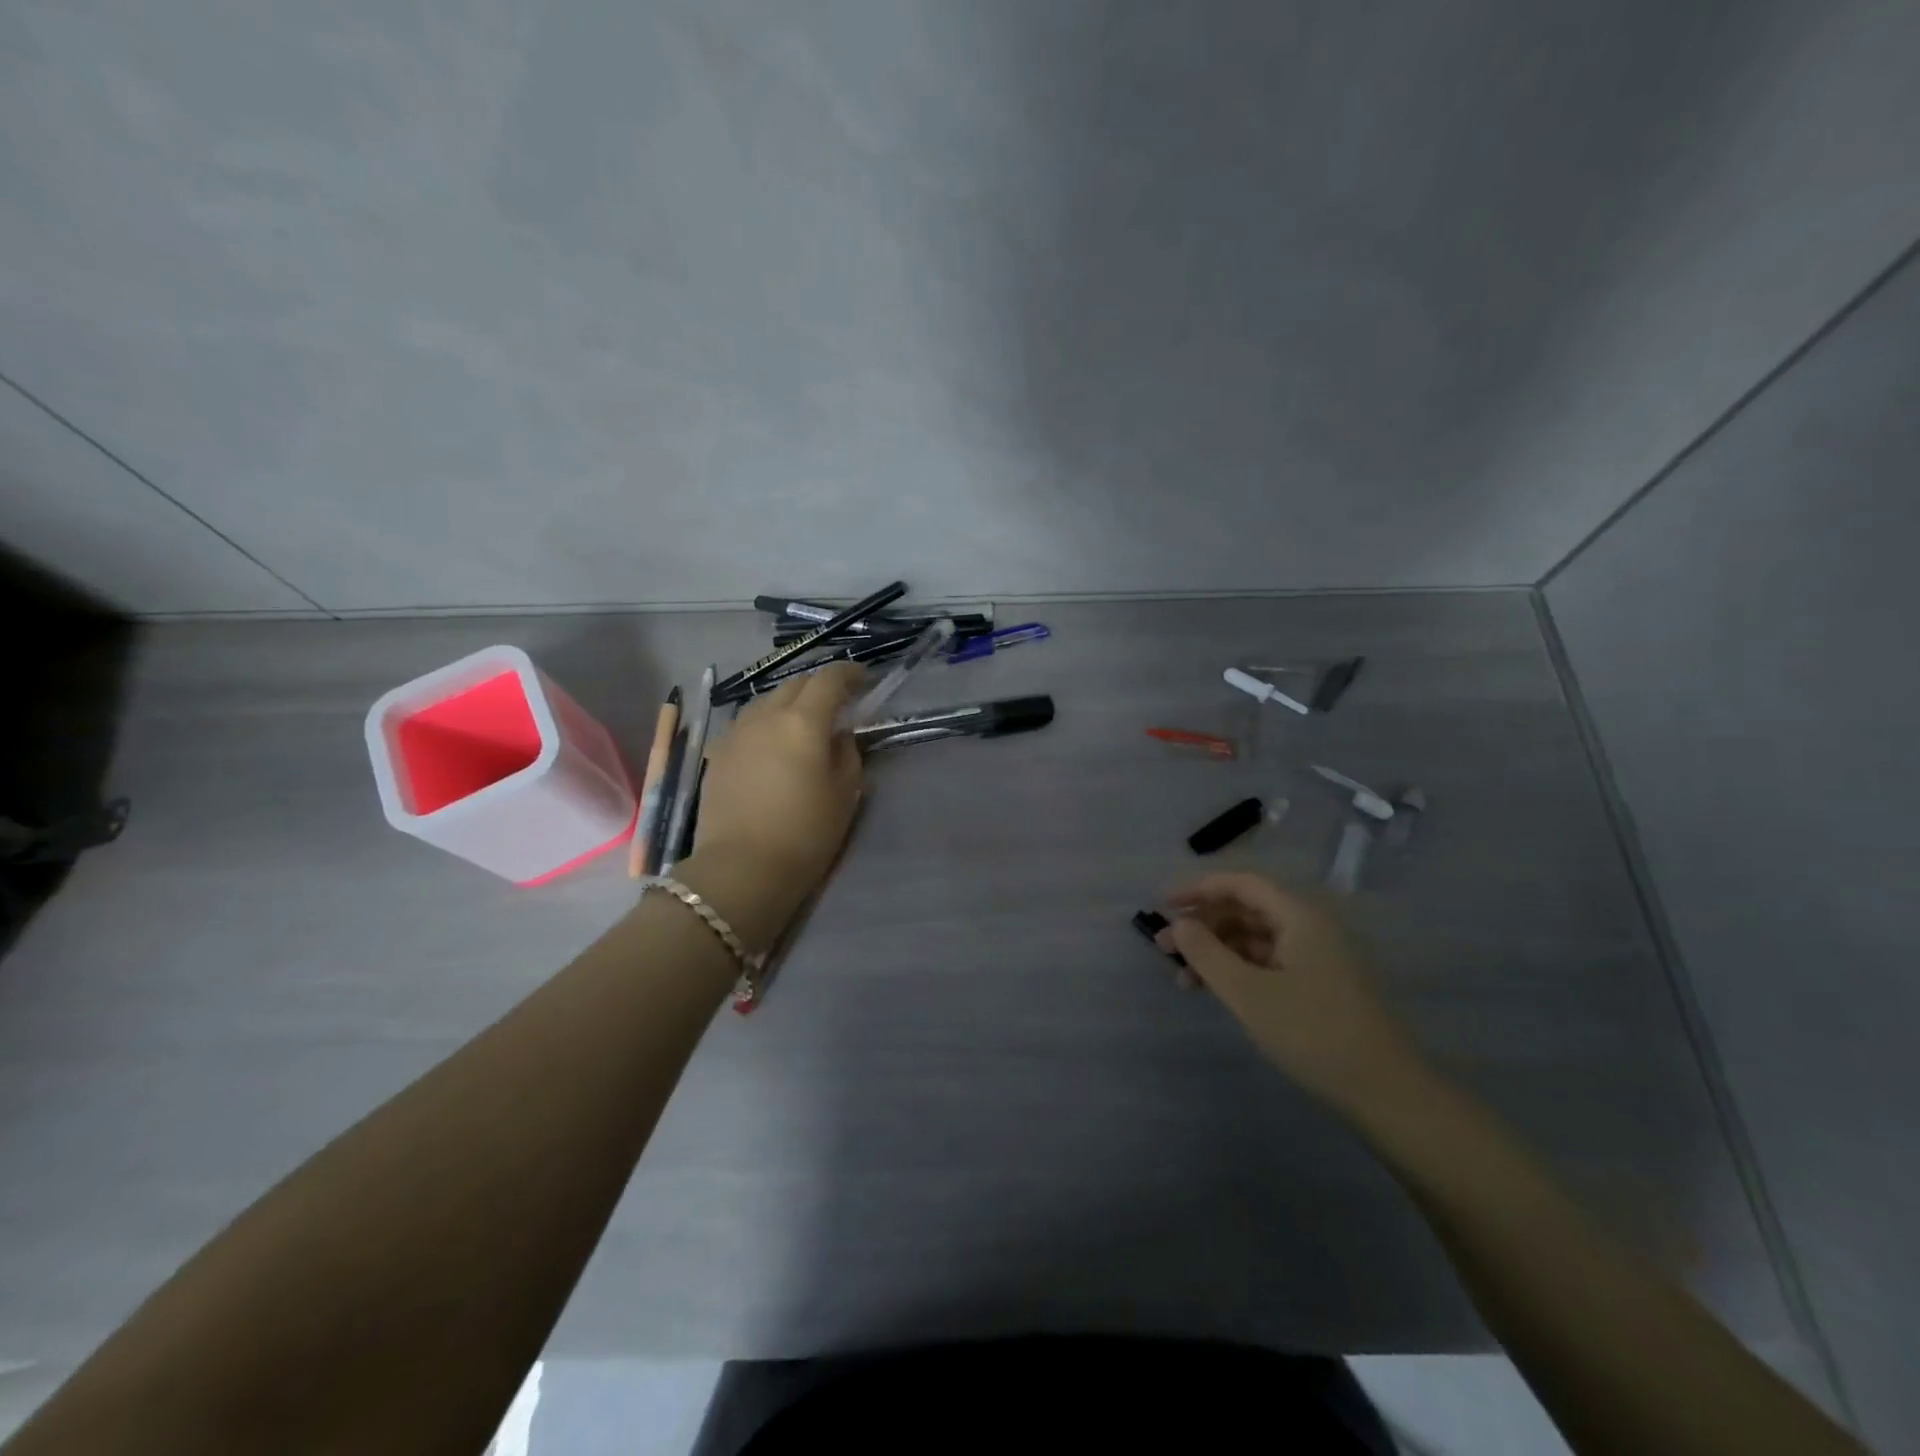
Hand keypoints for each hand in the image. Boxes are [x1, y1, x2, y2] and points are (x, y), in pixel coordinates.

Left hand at [690, 664, 865, 901]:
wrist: (741, 869)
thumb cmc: (805, 833)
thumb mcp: (845, 794)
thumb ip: (847, 754)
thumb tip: (839, 735)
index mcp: (803, 721)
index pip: (829, 680)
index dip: (849, 673)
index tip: (864, 679)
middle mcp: (766, 715)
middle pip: (795, 684)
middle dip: (819, 686)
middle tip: (837, 703)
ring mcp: (736, 732)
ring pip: (766, 701)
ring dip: (789, 703)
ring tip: (802, 723)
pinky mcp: (717, 753)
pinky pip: (747, 724)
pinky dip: (765, 724)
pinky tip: (771, 745)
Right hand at [1160, 873, 1431, 1115]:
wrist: (1387, 1092)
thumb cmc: (1313, 1033)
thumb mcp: (1248, 993)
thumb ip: (1207, 954)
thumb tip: (1179, 925)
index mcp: (1299, 916)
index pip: (1241, 884)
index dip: (1199, 889)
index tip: (1162, 905)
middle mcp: (1311, 927)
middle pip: (1247, 909)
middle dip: (1203, 925)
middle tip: (1164, 947)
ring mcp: (1318, 957)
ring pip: (1255, 939)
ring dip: (1217, 951)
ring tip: (1183, 978)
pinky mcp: (1321, 985)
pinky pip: (1269, 962)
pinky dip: (1238, 971)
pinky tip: (1216, 991)